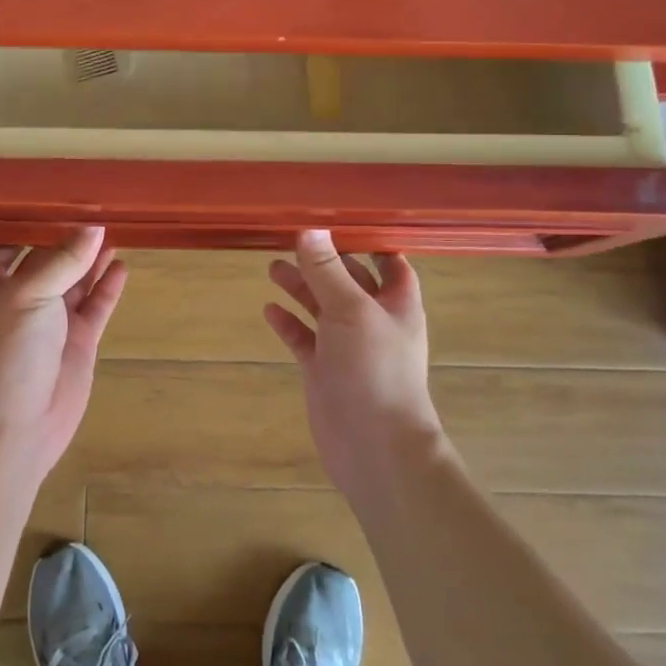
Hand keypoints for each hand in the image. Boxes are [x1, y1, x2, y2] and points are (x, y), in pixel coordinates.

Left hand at [0, 227, 126, 481]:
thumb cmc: (7, 352)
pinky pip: (95, 305)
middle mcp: (22, 296)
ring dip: (92, 257)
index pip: (12, 240)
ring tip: (116, 228)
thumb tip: (94, 227)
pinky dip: (107, 287)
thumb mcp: (28, 294)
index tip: (60, 195)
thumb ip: (62, 259)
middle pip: (49, 257)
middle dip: (69, 235)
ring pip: (76, 279)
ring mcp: (52, 320)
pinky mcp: (78, 341)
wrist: (14, 427)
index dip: (33, 221)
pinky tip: (122, 265)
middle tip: (100, 205)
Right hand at [265, 230, 443, 495]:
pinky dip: (288, 323)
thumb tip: (308, 228)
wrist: (374, 447)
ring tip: (273, 267)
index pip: (389, 262)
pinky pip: (303, 338)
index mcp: (396, 303)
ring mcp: (347, 346)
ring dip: (301, 287)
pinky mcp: (324, 370)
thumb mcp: (351, 310)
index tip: (338, 218)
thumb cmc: (375, 370)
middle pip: (347, 280)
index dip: (369, 241)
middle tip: (290, 238)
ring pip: (322, 307)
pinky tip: (269, 310)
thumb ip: (326, 270)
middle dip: (323, 260)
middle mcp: (373, 320)